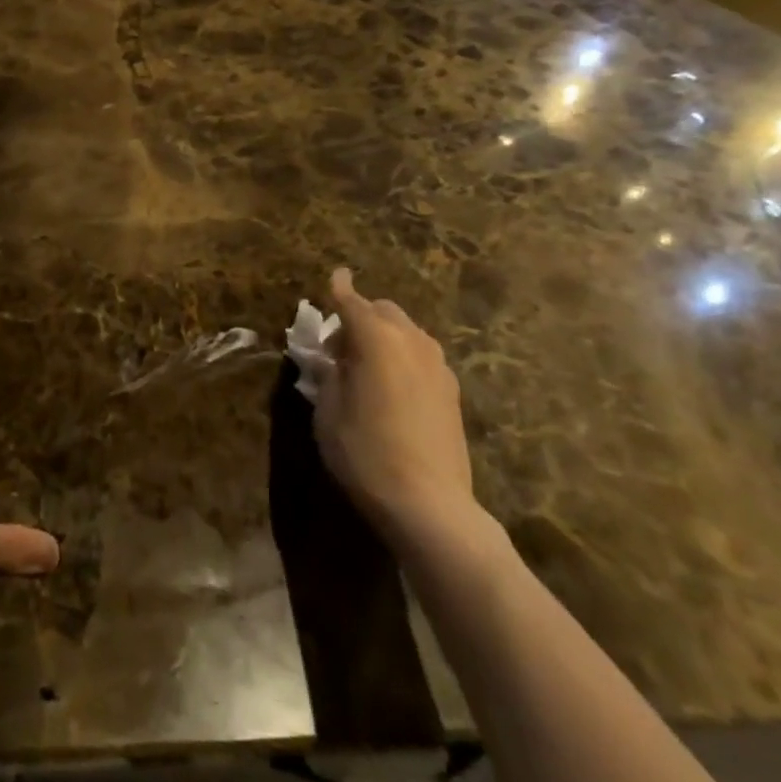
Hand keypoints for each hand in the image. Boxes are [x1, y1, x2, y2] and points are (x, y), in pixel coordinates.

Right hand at [315, 268, 480, 552]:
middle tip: (338, 348)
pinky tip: (391, 387)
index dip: (339, 288)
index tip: (335, 276)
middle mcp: (411, 341)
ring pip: (406, 332)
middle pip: (383, 311)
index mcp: (376, 339)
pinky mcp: (452, 391)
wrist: (430, 505)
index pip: (352, 301)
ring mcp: (437, 366)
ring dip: (384, 336)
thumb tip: (332, 359)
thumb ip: (329, 374)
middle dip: (360, 316)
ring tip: (365, 369)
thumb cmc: (365, 453)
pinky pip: (421, 356)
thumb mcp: (328, 412)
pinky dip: (402, 356)